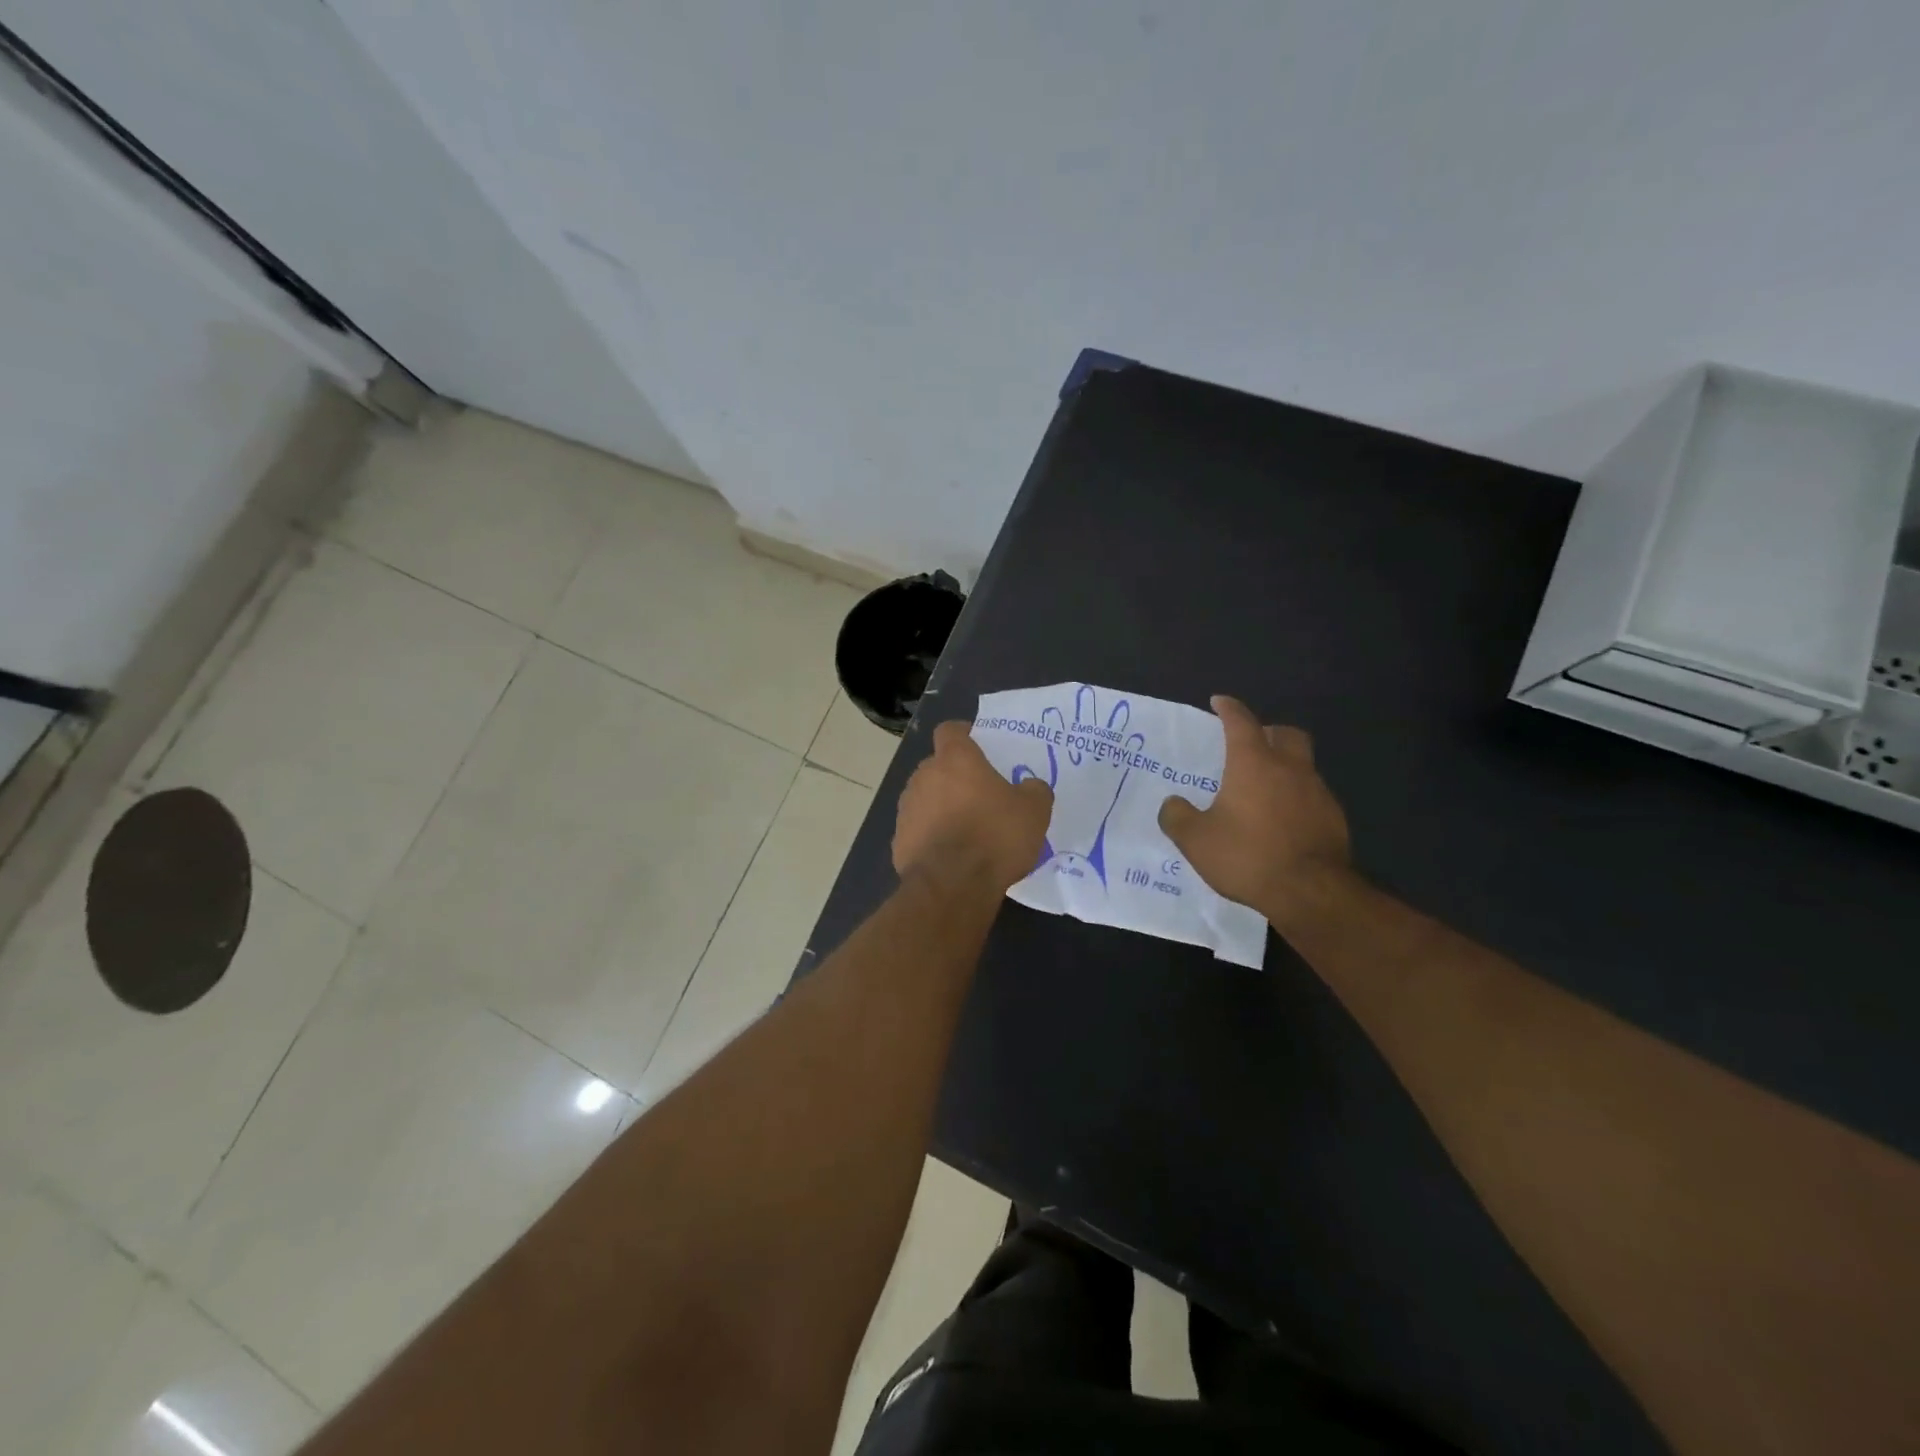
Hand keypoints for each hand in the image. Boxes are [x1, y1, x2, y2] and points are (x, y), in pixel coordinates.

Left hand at [895, 721, 1054, 892]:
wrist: (952, 886)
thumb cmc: (995, 837)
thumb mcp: (1034, 812)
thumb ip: (1034, 790)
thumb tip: (1030, 787)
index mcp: (955, 759)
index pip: (950, 730)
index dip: (963, 734)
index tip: (979, 745)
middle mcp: (924, 776)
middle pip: (937, 766)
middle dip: (955, 776)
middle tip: (981, 795)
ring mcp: (906, 808)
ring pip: (926, 798)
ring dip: (942, 807)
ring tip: (967, 830)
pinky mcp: (898, 840)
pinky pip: (919, 829)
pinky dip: (932, 836)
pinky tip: (951, 856)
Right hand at [1157, 695, 1352, 926]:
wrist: (1311, 893)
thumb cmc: (1248, 856)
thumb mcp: (1195, 840)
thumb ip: (1177, 816)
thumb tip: (1172, 804)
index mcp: (1254, 763)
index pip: (1241, 722)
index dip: (1229, 708)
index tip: (1219, 702)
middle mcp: (1290, 769)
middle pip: (1286, 734)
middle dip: (1268, 731)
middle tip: (1251, 744)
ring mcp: (1317, 792)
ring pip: (1302, 765)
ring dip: (1284, 767)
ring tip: (1264, 790)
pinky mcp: (1334, 818)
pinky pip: (1313, 796)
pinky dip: (1297, 798)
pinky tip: (1283, 821)